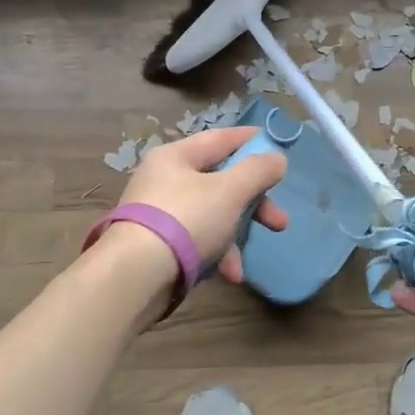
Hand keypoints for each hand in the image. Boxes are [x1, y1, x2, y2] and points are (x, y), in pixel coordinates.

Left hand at [118, 128, 289, 286]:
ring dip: (235, 236)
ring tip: (242, 263)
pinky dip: (215, 255)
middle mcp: (164, 180)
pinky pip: (197, 241)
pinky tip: (228, 275)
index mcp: (176, 157)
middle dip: (254, 204)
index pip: (220, 138)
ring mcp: (159, 214)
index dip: (251, 141)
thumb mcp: (229, 191)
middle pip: (220, 182)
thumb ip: (258, 171)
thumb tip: (277, 158)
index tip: (278, 147)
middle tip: (279, 221)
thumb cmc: (185, 220)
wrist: (135, 276)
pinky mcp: (158, 246)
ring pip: (211, 215)